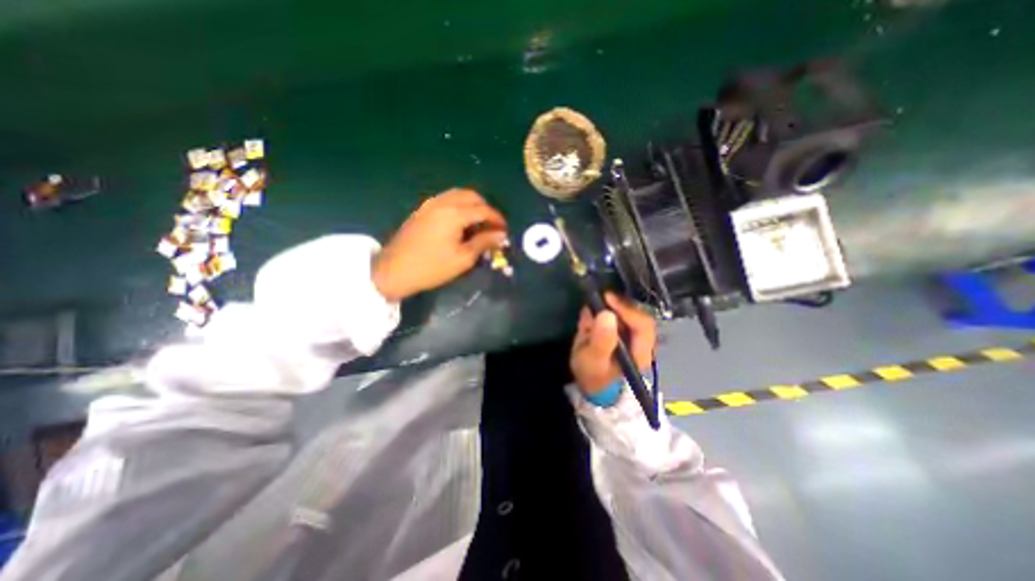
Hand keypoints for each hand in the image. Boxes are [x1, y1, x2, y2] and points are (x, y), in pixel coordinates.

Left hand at [374, 188, 507, 301]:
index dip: (498, 219)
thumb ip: (484, 242)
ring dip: (473, 205)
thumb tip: (501, 235)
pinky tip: (460, 223)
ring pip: (458, 195)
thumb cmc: (431, 267)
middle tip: (492, 226)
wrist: (393, 270)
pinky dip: (459, 206)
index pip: (483, 210)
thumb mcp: (463, 258)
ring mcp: (430, 204)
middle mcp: (443, 202)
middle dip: (486, 209)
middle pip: (472, 196)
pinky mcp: (422, 209)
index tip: (505, 230)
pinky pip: (447, 199)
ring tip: (478, 224)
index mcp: (454, 213)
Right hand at [569, 296, 657, 394]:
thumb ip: (601, 341)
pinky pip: (618, 312)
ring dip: (607, 309)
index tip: (607, 298)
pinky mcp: (625, 328)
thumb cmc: (592, 373)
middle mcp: (643, 341)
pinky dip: (604, 311)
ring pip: (627, 310)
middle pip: (636, 313)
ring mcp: (634, 334)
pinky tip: (591, 321)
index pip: (643, 324)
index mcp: (641, 352)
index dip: (627, 309)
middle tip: (595, 302)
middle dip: (615, 307)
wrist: (591, 380)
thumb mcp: (593, 361)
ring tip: (589, 319)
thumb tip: (607, 314)